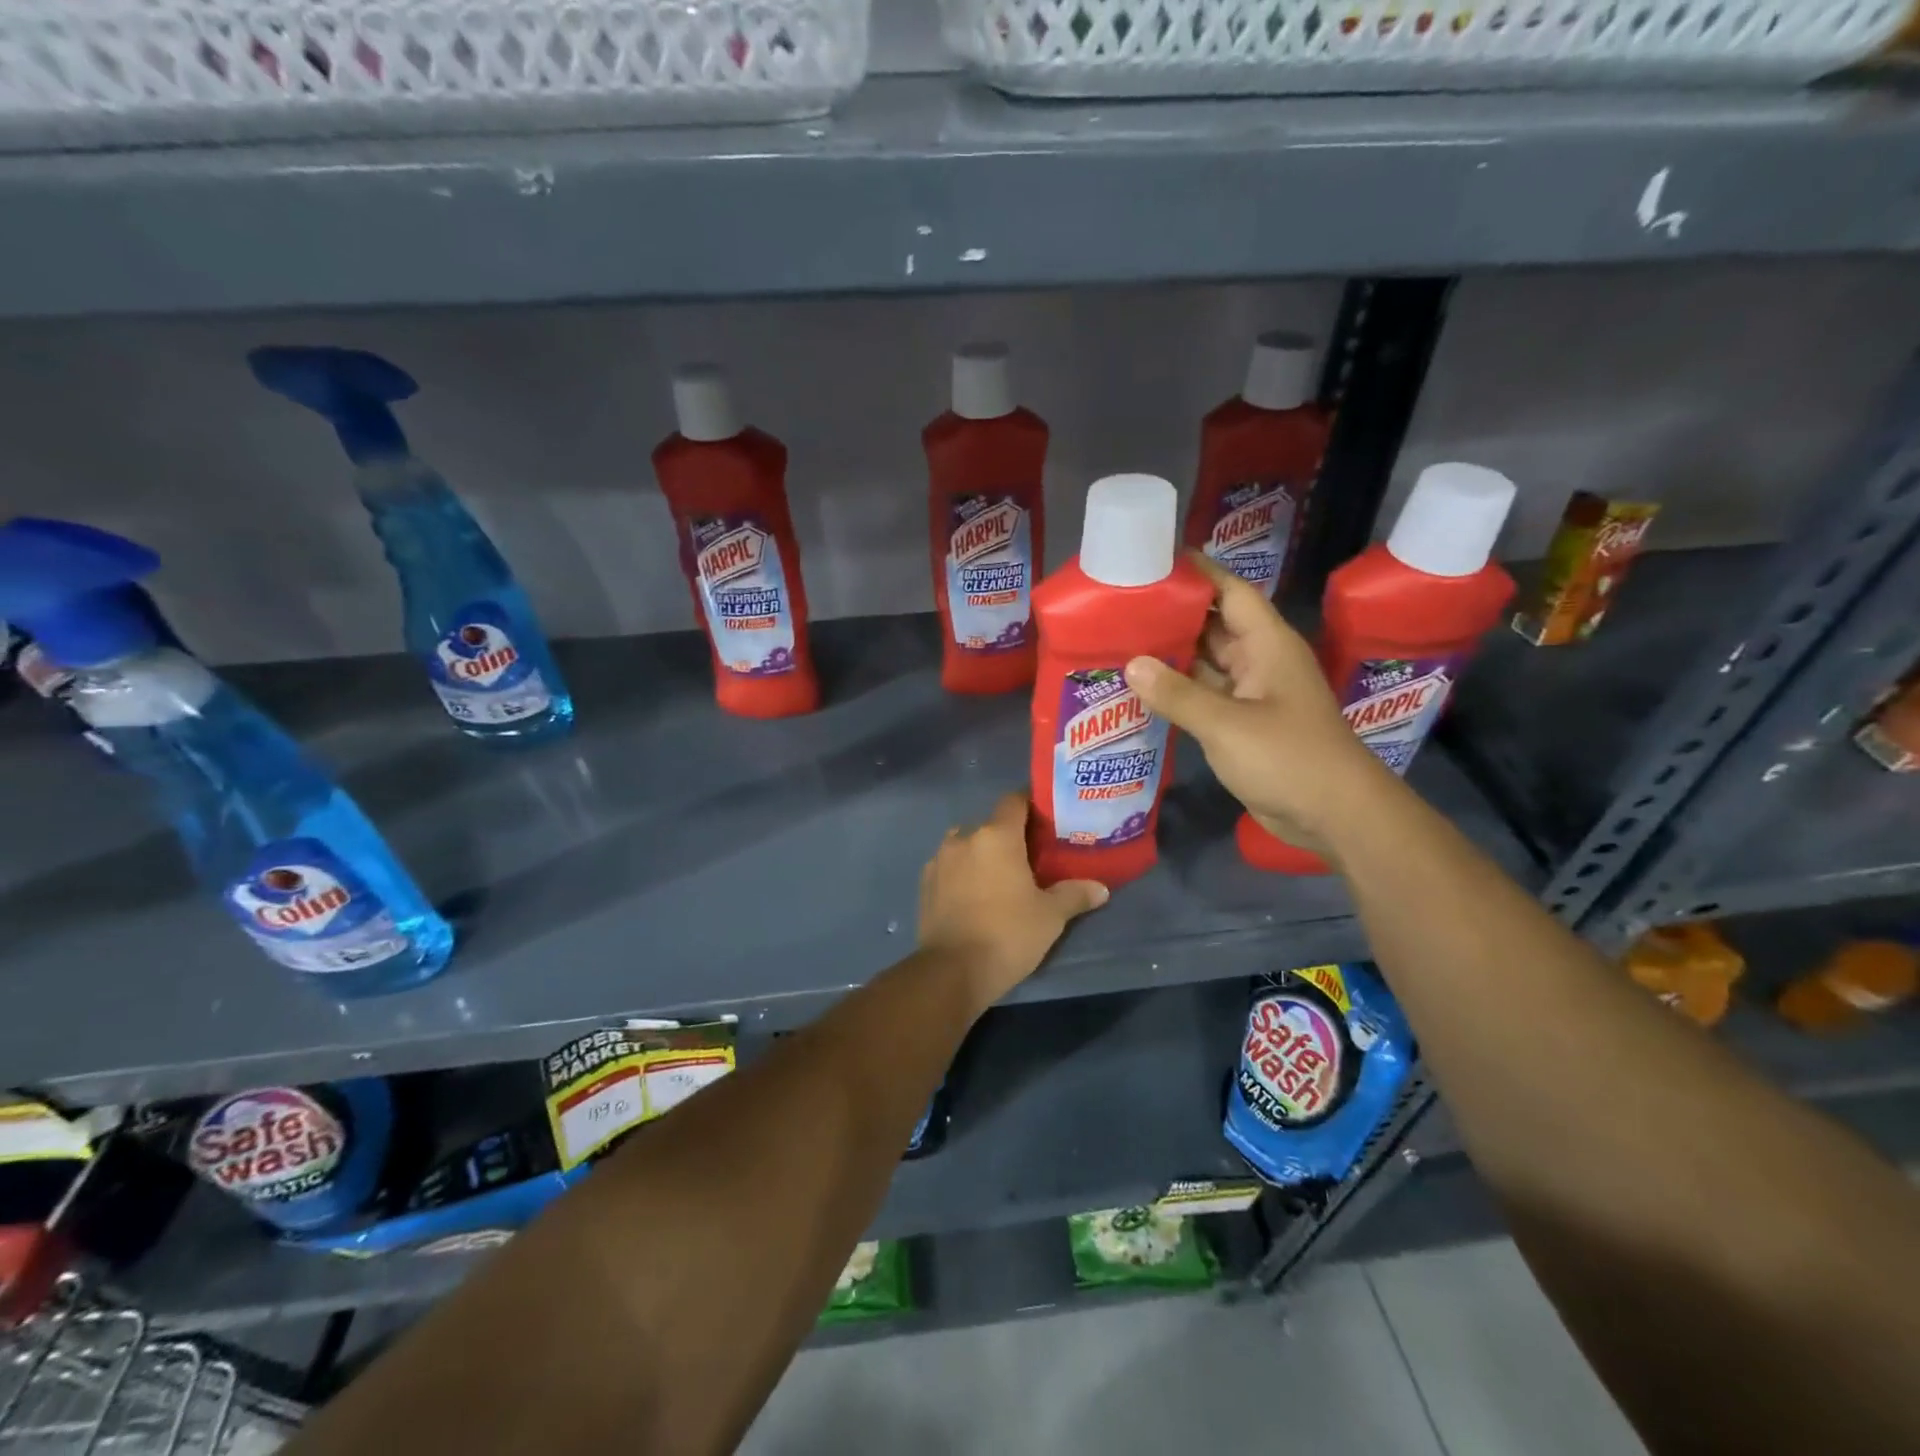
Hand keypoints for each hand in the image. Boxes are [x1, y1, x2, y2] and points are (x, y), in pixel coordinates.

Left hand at [918, 793, 1107, 1006]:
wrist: (952, 971)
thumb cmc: (1008, 934)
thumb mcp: (1050, 916)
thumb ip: (1075, 895)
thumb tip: (1100, 888)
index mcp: (996, 836)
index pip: (1014, 801)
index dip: (1031, 805)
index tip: (1047, 820)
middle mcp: (964, 838)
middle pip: (990, 824)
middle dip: (1008, 835)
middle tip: (1029, 856)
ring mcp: (939, 860)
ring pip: (966, 844)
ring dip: (981, 853)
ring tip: (1000, 877)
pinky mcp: (925, 883)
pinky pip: (949, 866)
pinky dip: (962, 873)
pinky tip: (974, 895)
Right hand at [1123, 552, 1388, 855]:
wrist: (1334, 815)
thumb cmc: (1288, 758)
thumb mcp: (1227, 724)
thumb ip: (1178, 694)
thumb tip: (1131, 664)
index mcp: (1267, 644)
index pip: (1230, 591)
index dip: (1197, 572)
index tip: (1153, 560)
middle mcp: (1260, 661)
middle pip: (1213, 625)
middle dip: (1172, 614)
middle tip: (1121, 605)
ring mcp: (1253, 694)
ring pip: (1206, 663)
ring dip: (1171, 655)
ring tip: (1120, 642)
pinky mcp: (1244, 724)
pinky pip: (1205, 696)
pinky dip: (1177, 691)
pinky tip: (1142, 689)